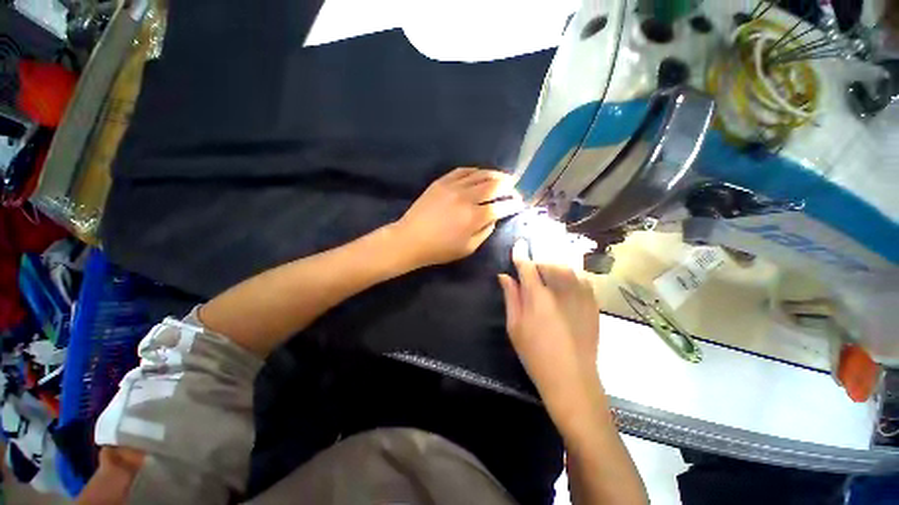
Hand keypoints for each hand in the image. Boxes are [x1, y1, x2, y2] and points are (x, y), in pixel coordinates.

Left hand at [393, 168, 522, 267]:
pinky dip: (475, 170)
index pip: (501, 206)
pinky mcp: (441, 182)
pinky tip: (480, 173)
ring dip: (495, 174)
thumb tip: (494, 218)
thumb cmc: (440, 249)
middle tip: (515, 186)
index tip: (520, 203)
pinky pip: (462, 171)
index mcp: (474, 217)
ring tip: (503, 176)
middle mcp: (467, 198)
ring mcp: (453, 187)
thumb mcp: (468, 249)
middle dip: (508, 185)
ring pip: (480, 174)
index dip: (513, 204)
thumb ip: (485, 232)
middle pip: (493, 185)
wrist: (411, 239)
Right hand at [498, 240, 602, 428]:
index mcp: (538, 297)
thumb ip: (511, 297)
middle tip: (531, 265)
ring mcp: (580, 295)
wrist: (572, 378)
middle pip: (548, 262)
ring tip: (548, 269)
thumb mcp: (515, 326)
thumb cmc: (536, 354)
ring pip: (567, 266)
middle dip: (538, 260)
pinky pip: (582, 277)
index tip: (519, 244)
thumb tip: (504, 276)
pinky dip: (572, 272)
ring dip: (555, 263)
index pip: (527, 266)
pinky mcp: (593, 303)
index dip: (521, 253)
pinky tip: (566, 279)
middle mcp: (561, 290)